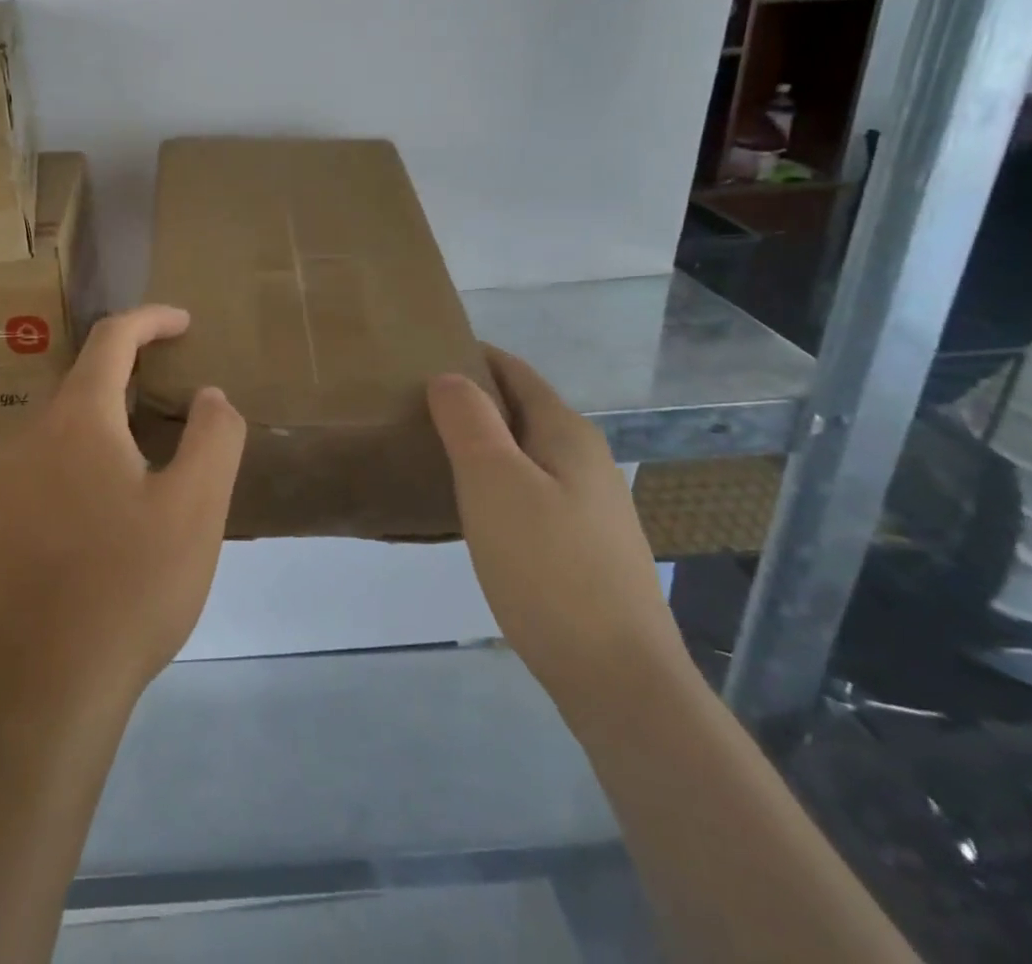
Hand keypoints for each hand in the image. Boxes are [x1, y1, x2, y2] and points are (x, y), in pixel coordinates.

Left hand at [0, 305, 247, 720]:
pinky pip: (46, 467)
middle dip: (133, 377)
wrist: (36, 691)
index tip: (185, 323)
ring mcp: (3, 482)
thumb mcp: (196, 508)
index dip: (151, 320)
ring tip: (152, 462)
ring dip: (109, 425)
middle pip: (85, 383)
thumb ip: (213, 437)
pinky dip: (84, 461)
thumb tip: (209, 396)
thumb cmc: (127, 588)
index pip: (112, 339)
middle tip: (178, 403)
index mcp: (76, 419)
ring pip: (64, 429)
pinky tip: (108, 513)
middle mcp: (29, 436)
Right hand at [428, 345, 689, 721]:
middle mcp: (585, 460)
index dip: (474, 356)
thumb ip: (469, 421)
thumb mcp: (494, 482)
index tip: (423, 352)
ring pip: (525, 453)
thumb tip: (450, 377)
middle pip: (521, 410)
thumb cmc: (548, 567)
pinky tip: (469, 507)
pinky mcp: (583, 547)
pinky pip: (530, 491)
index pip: (516, 372)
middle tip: (413, 403)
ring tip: (430, 449)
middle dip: (473, 399)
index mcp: (566, 433)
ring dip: (482, 442)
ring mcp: (589, 507)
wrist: (618, 679)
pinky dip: (495, 481)